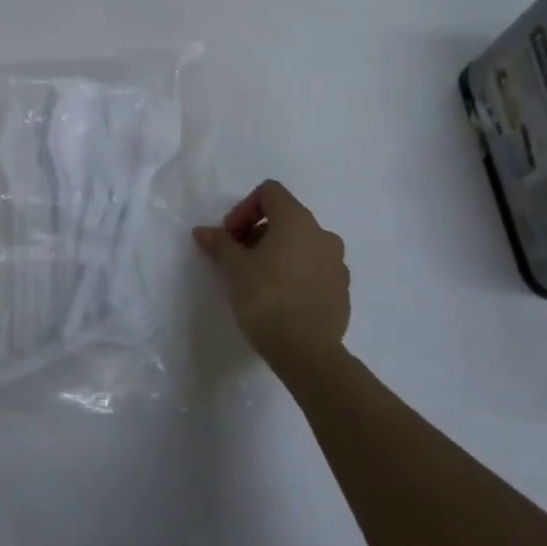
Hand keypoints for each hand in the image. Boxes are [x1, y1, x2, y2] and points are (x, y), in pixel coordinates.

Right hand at [193, 180, 349, 368]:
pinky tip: (280, 300)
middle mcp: (322, 234)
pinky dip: (296, 275)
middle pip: (286, 218)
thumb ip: (219, 244)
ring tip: (258, 281)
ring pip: (302, 245)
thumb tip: (203, 231)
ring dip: (278, 254)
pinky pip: (315, 271)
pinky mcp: (343, 291)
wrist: (307, 352)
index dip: (244, 208)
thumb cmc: (266, 298)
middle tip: (238, 259)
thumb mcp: (233, 269)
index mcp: (297, 220)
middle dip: (258, 233)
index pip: (270, 192)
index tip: (230, 236)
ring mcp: (337, 264)